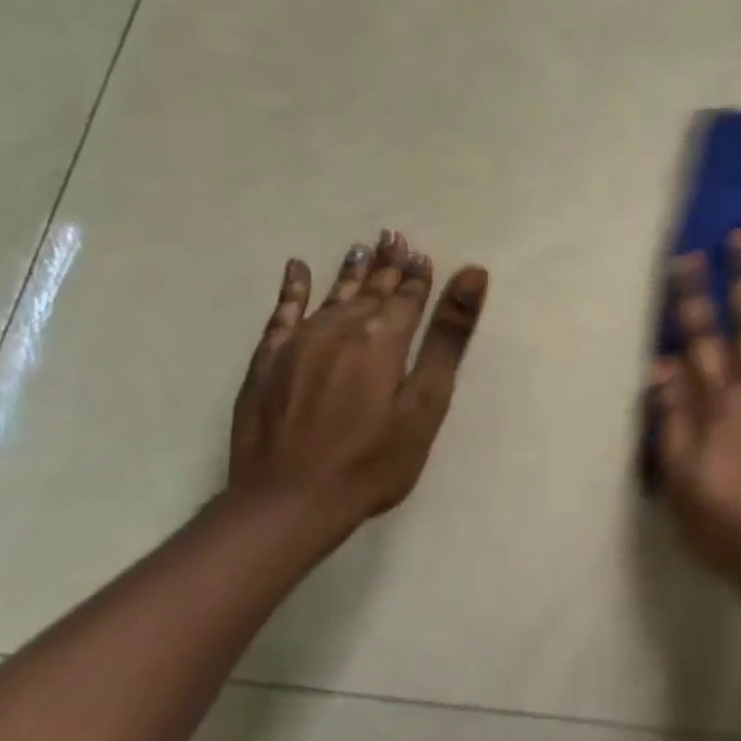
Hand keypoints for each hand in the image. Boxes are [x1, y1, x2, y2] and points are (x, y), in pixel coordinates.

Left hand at [229, 230, 488, 522]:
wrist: (288, 503)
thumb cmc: (374, 459)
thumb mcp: (426, 401)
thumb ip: (448, 336)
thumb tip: (472, 274)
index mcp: (383, 337)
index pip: (407, 298)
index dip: (417, 277)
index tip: (422, 254)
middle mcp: (340, 328)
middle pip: (370, 290)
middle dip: (386, 265)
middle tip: (394, 237)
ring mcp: (299, 343)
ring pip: (332, 296)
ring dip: (350, 271)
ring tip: (361, 247)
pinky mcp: (268, 362)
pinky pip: (282, 313)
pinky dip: (292, 290)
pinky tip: (297, 270)